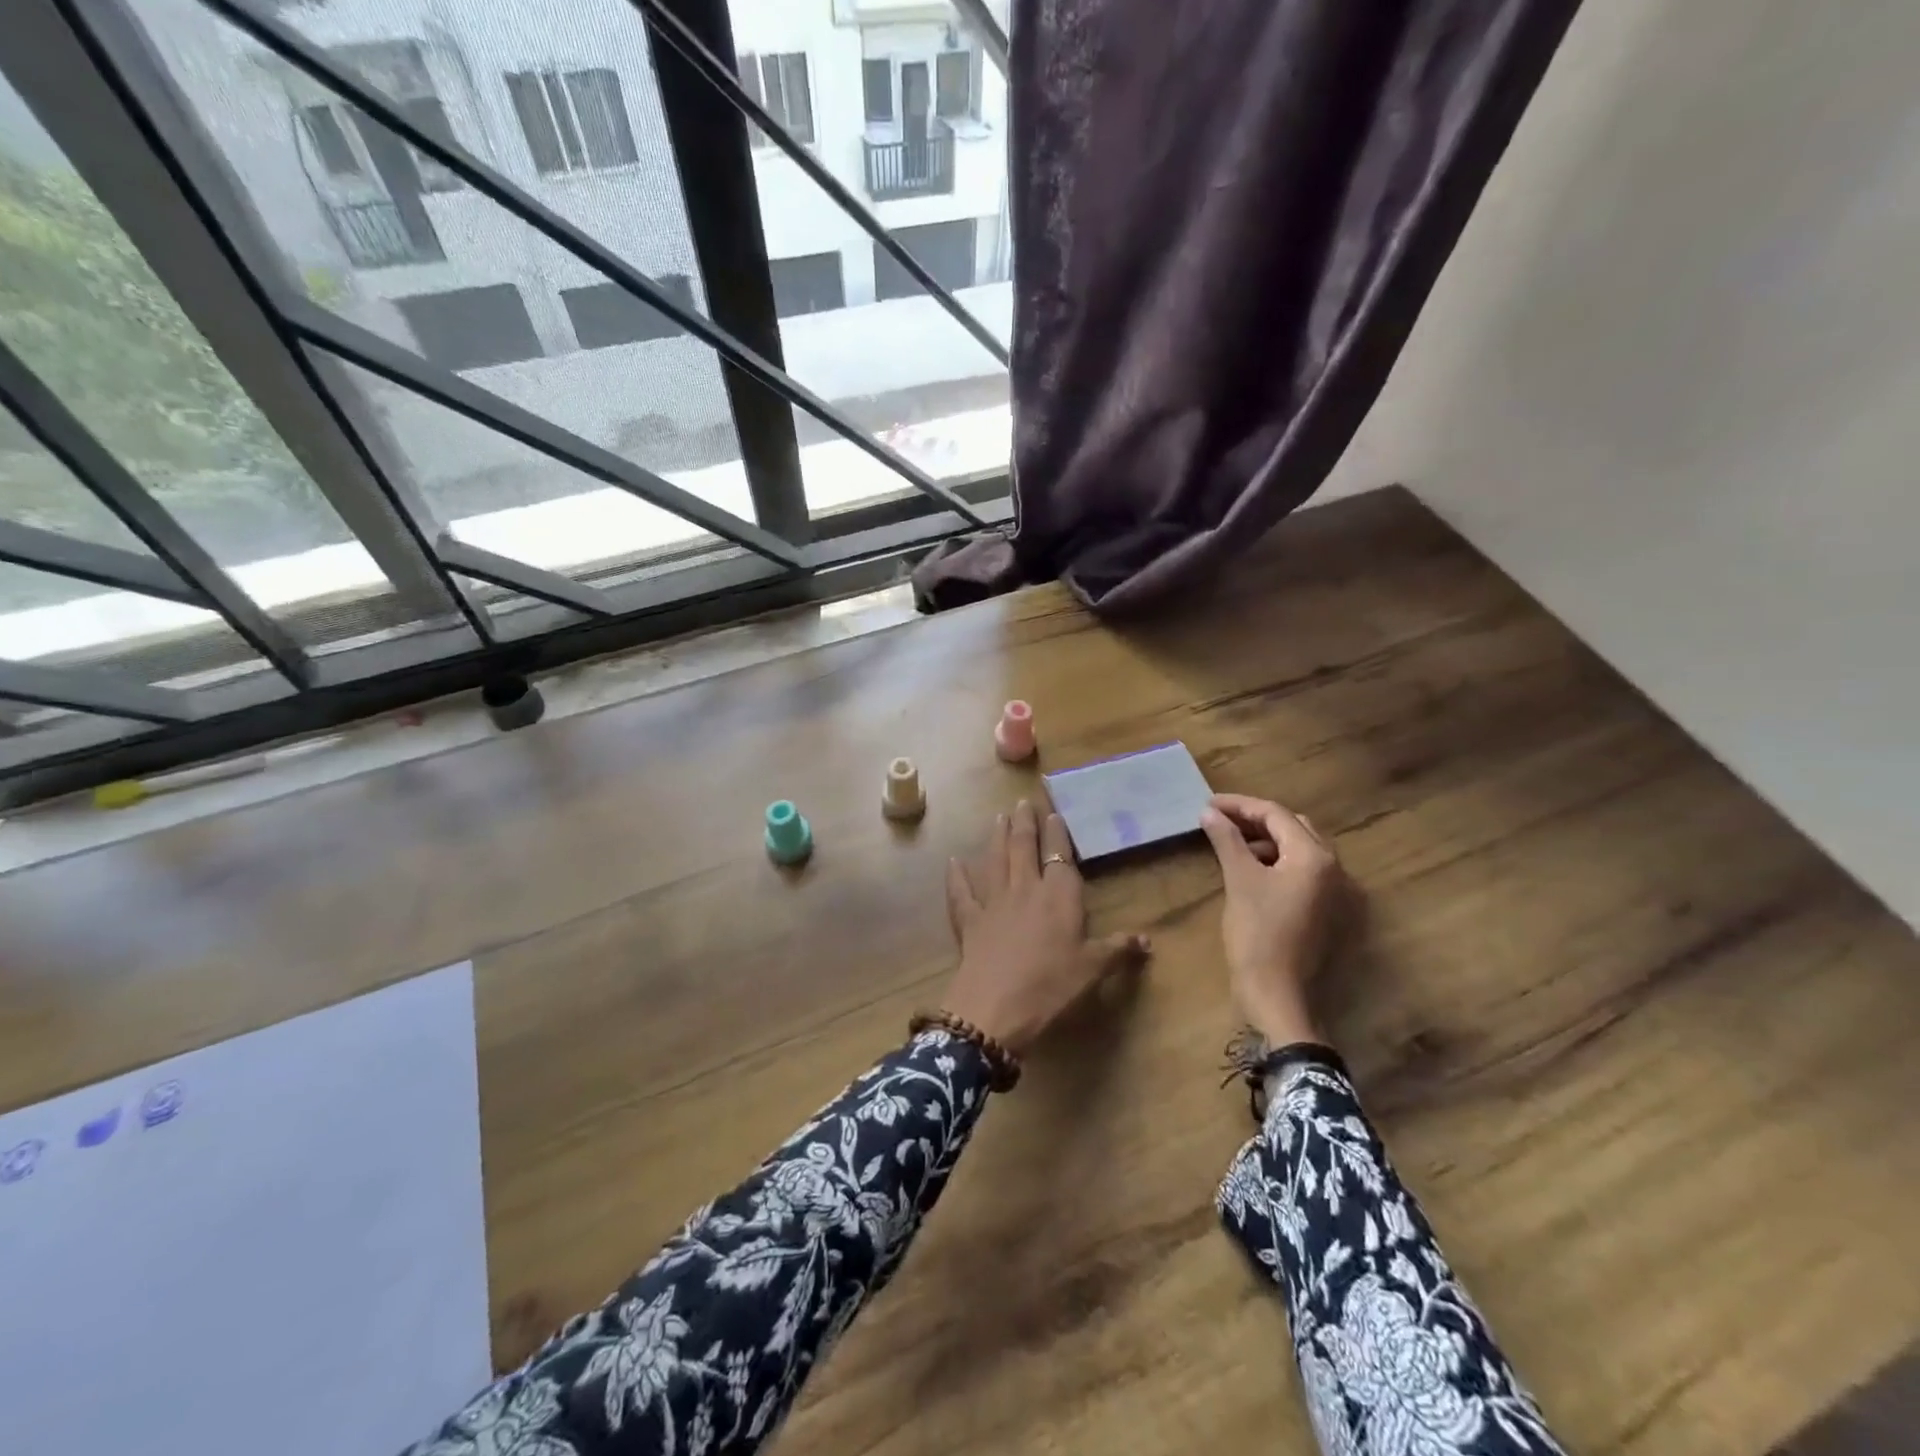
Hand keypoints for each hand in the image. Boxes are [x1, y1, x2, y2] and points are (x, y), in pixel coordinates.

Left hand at [942, 800, 1150, 1054]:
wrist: (995, 1008)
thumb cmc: (1051, 987)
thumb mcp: (1092, 970)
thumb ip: (1117, 950)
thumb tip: (1147, 940)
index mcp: (1058, 897)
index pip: (1059, 856)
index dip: (1057, 834)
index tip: (1053, 813)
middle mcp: (1025, 889)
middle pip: (1023, 848)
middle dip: (1024, 823)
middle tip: (1023, 802)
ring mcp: (993, 903)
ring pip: (995, 861)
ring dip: (996, 837)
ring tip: (998, 817)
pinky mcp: (969, 921)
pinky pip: (961, 893)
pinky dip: (956, 876)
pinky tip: (953, 862)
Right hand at [1199, 794, 1345, 1045]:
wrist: (1278, 995)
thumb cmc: (1258, 934)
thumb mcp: (1239, 881)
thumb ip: (1227, 840)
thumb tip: (1209, 813)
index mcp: (1315, 857)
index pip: (1276, 815)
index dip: (1239, 805)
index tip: (1208, 804)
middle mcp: (1336, 869)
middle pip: (1295, 828)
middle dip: (1256, 820)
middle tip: (1220, 820)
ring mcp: (1339, 893)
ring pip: (1301, 850)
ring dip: (1268, 842)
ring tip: (1233, 844)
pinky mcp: (1331, 913)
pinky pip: (1306, 873)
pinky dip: (1280, 863)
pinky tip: (1254, 871)